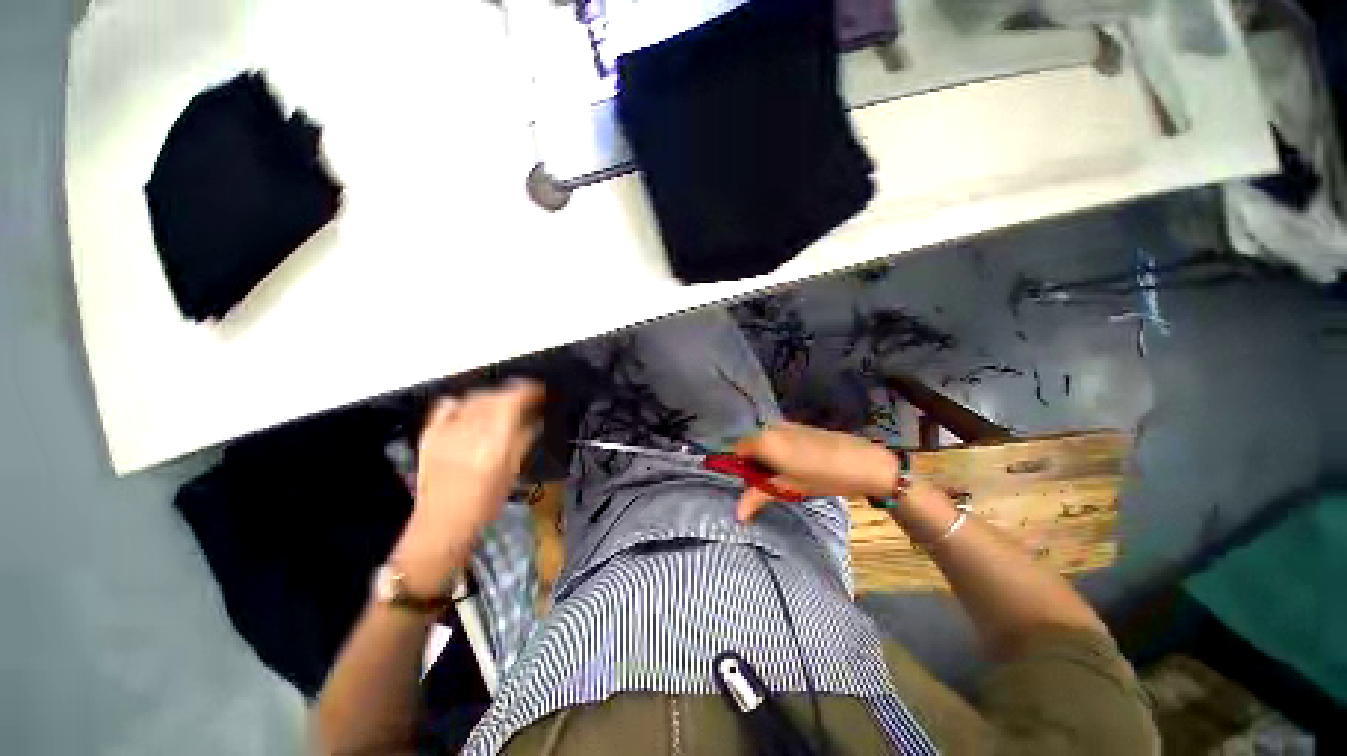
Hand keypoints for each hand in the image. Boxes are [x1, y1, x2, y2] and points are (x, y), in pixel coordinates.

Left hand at [391, 380, 544, 593]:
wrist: (442, 524)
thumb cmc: (484, 504)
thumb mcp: (513, 472)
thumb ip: (524, 440)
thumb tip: (534, 419)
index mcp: (494, 444)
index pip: (512, 401)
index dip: (527, 390)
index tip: (538, 390)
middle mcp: (469, 433)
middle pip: (493, 396)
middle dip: (512, 392)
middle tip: (525, 398)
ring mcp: (446, 432)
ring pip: (473, 398)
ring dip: (492, 396)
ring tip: (501, 404)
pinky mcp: (430, 435)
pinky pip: (447, 405)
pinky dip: (463, 402)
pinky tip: (471, 409)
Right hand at [731, 422, 900, 520]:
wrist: (862, 462)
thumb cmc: (821, 476)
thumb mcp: (788, 488)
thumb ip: (758, 496)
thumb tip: (737, 514)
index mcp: (764, 440)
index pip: (737, 449)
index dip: (738, 467)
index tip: (748, 484)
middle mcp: (771, 427)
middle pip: (750, 445)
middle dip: (753, 464)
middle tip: (766, 485)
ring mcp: (786, 425)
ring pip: (765, 441)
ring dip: (767, 458)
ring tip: (783, 478)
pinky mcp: (799, 426)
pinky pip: (778, 438)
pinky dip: (778, 451)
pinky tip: (796, 466)